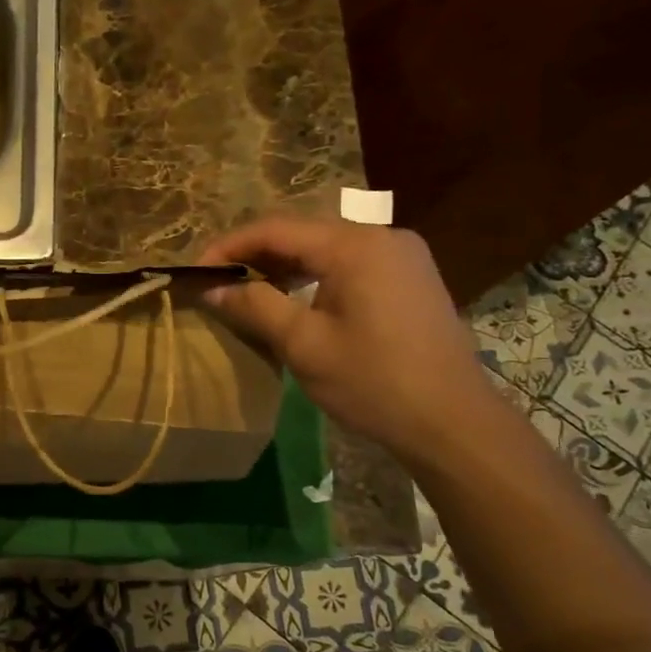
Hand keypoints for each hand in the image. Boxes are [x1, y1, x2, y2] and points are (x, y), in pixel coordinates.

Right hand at [199, 216, 503, 462]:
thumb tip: (212, 289)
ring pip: (327, 249)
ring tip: (248, 292)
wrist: (453, 422)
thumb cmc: (373, 382)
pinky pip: (351, 264)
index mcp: (355, 245)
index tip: (196, 270)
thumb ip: (255, 306)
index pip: (275, 229)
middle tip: (218, 283)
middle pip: (303, 234)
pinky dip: (315, 276)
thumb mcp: (304, 345)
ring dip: (285, 267)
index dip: (229, 246)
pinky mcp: (411, 277)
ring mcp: (402, 255)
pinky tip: (295, 299)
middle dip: (255, 256)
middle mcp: (382, 235)